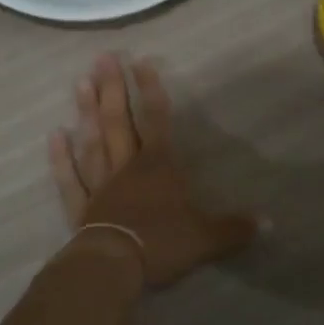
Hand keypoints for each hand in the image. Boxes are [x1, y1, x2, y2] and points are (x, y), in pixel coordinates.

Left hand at [50, 56, 261, 289]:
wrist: (116, 266)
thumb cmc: (162, 243)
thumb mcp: (206, 238)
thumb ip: (234, 228)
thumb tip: (269, 223)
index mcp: (158, 166)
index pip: (157, 120)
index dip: (150, 90)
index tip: (141, 62)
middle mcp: (127, 167)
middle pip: (119, 121)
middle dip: (113, 89)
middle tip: (102, 57)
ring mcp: (100, 184)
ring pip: (92, 141)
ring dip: (86, 112)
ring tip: (80, 82)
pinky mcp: (81, 207)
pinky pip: (69, 178)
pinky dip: (60, 157)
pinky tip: (54, 134)